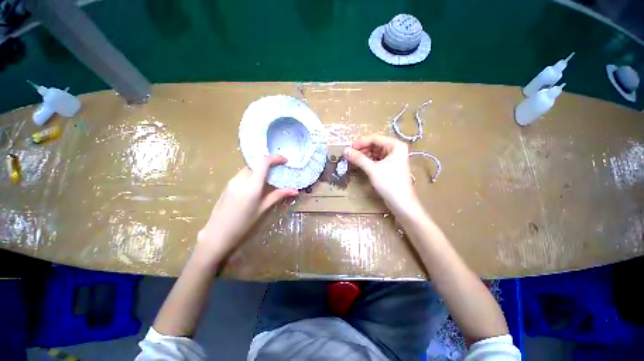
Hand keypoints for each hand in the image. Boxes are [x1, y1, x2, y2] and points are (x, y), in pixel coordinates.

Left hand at [196, 155, 297, 261]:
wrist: (217, 233)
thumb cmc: (243, 223)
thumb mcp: (263, 208)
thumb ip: (278, 195)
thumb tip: (295, 190)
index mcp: (252, 185)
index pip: (263, 162)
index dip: (275, 158)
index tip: (285, 161)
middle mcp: (241, 179)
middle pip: (257, 163)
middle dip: (269, 164)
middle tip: (280, 171)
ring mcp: (232, 180)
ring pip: (250, 168)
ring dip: (261, 169)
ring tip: (270, 179)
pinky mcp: (228, 184)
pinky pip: (244, 174)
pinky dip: (253, 174)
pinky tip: (257, 185)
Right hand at [344, 135, 418, 212]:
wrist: (401, 202)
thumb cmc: (389, 183)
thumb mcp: (372, 169)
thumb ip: (358, 158)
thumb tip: (344, 150)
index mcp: (395, 145)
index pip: (375, 138)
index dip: (361, 142)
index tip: (349, 147)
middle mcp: (395, 149)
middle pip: (375, 145)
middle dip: (362, 149)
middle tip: (349, 155)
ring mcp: (392, 158)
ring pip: (375, 153)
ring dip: (363, 155)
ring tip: (352, 160)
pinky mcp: (389, 167)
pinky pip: (376, 160)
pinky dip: (368, 161)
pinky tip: (359, 164)